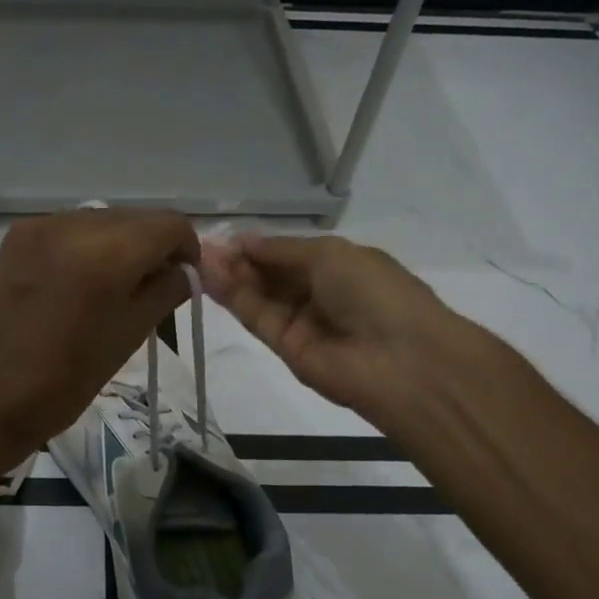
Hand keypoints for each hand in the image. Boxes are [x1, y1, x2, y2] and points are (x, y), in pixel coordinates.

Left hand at [0, 209, 199, 478]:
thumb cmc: (63, 381)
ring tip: (114, 288)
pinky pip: (69, 229)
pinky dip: (86, 247)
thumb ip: (164, 291)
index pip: (169, 225)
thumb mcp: (128, 337)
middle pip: (136, 218)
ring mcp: (39, 227)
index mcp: (106, 252)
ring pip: (102, 220)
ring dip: (120, 245)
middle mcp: (72, 224)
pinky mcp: (16, 237)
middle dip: (153, 247)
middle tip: (152, 288)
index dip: (187, 250)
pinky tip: (79, 283)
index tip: (183, 281)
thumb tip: (184, 270)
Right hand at [199, 233, 472, 426]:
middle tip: (201, 248)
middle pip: (269, 274)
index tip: (221, 237)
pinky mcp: (286, 349)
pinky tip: (209, 279)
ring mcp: (302, 323)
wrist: (402, 361)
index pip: (287, 253)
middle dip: (237, 259)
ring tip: (197, 259)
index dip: (256, 245)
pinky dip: (234, 298)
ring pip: (258, 296)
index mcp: (338, 265)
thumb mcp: (329, 255)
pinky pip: (257, 318)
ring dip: (229, 277)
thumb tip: (243, 242)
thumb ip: (281, 250)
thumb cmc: (374, 292)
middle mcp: (318, 293)